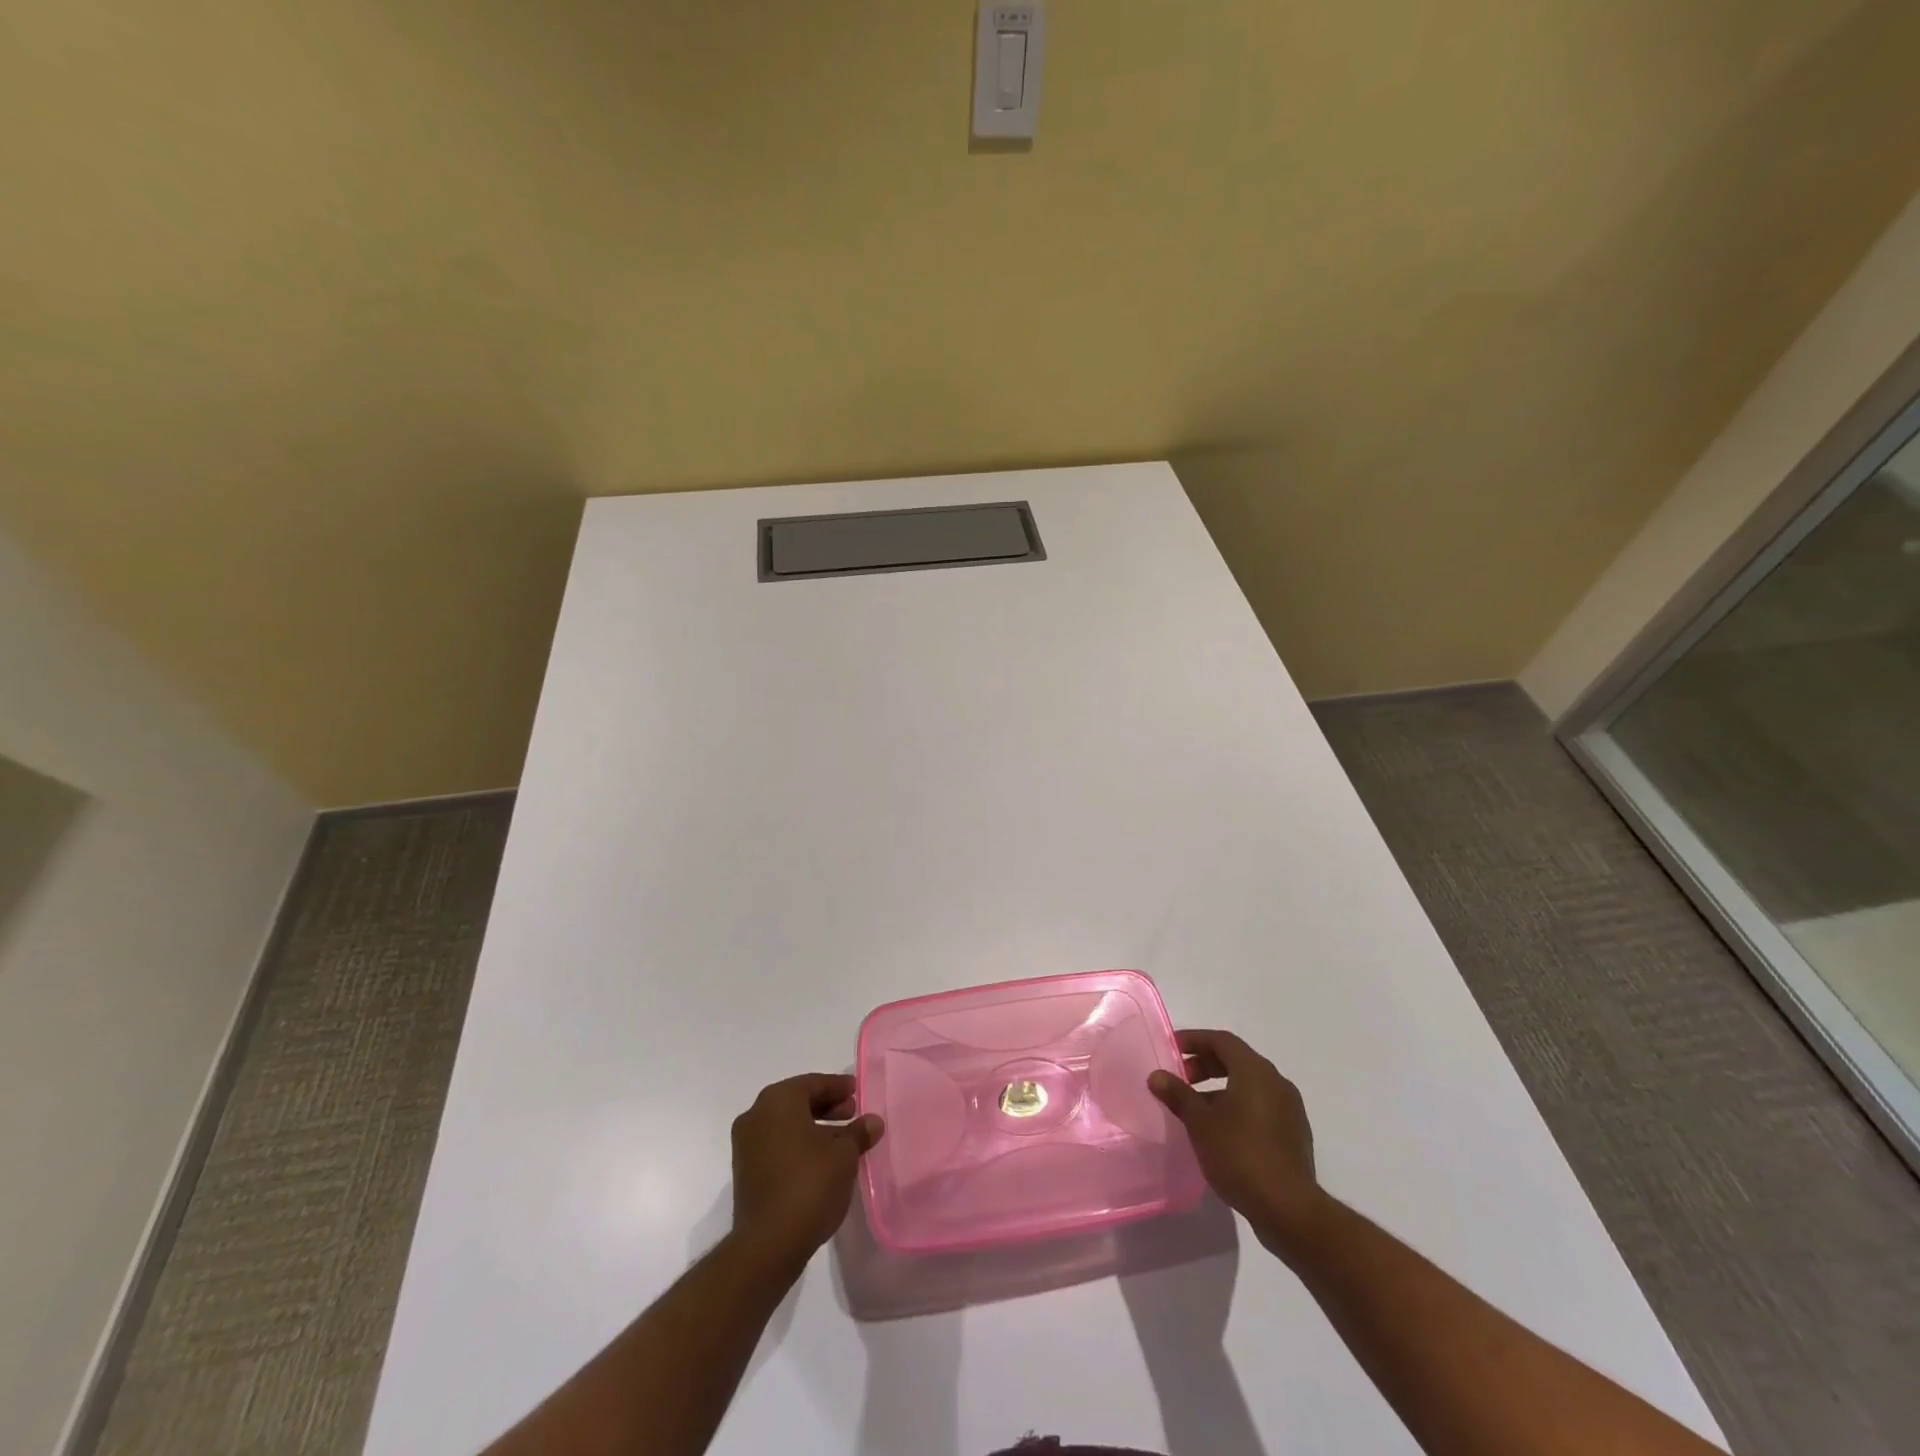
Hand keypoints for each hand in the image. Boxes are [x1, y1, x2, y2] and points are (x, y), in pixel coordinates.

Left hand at [730, 1074, 883, 1267]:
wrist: (767, 1245)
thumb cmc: (809, 1185)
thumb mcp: (844, 1156)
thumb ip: (858, 1133)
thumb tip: (873, 1122)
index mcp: (778, 1101)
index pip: (813, 1083)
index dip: (838, 1087)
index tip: (857, 1092)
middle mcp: (756, 1115)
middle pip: (797, 1102)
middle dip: (826, 1107)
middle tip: (852, 1113)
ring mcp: (746, 1145)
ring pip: (786, 1125)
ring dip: (814, 1127)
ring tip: (842, 1141)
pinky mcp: (745, 1171)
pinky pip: (777, 1145)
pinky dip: (798, 1145)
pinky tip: (821, 1161)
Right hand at [1148, 1029, 1322, 1256]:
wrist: (1289, 1210)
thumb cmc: (1240, 1155)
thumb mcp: (1200, 1123)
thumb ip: (1178, 1095)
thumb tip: (1157, 1076)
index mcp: (1255, 1071)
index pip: (1222, 1040)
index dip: (1194, 1040)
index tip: (1171, 1049)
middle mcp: (1276, 1082)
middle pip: (1236, 1060)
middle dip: (1205, 1065)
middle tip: (1180, 1079)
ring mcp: (1289, 1109)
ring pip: (1249, 1085)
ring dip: (1220, 1088)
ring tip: (1195, 1109)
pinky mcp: (1293, 1134)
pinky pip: (1260, 1107)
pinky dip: (1237, 1107)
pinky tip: (1220, 1131)